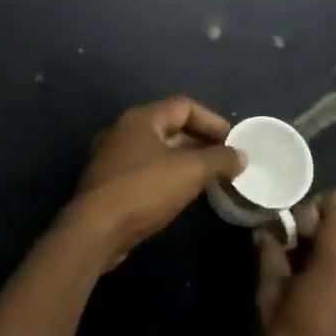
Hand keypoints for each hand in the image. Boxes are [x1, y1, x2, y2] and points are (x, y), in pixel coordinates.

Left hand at [59, 96, 246, 265]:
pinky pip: (146, 170)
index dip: (212, 120)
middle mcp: (124, 130)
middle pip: (170, 127)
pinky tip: (182, 193)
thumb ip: (219, 159)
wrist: (95, 230)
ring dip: (185, 160)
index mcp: (141, 118)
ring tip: (209, 177)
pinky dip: (168, 175)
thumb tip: (241, 156)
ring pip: (158, 150)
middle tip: (225, 160)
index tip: (233, 141)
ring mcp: (113, 157)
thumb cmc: (144, 190)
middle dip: (200, 141)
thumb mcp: (190, 171)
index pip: (184, 106)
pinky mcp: (110, 183)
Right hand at [255, 188, 335, 335]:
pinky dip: (334, 276)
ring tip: (295, 284)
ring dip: (323, 257)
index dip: (324, 202)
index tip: (298, 227)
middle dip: (314, 234)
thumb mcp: (269, 298)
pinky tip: (312, 302)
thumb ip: (270, 256)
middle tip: (285, 258)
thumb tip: (266, 232)